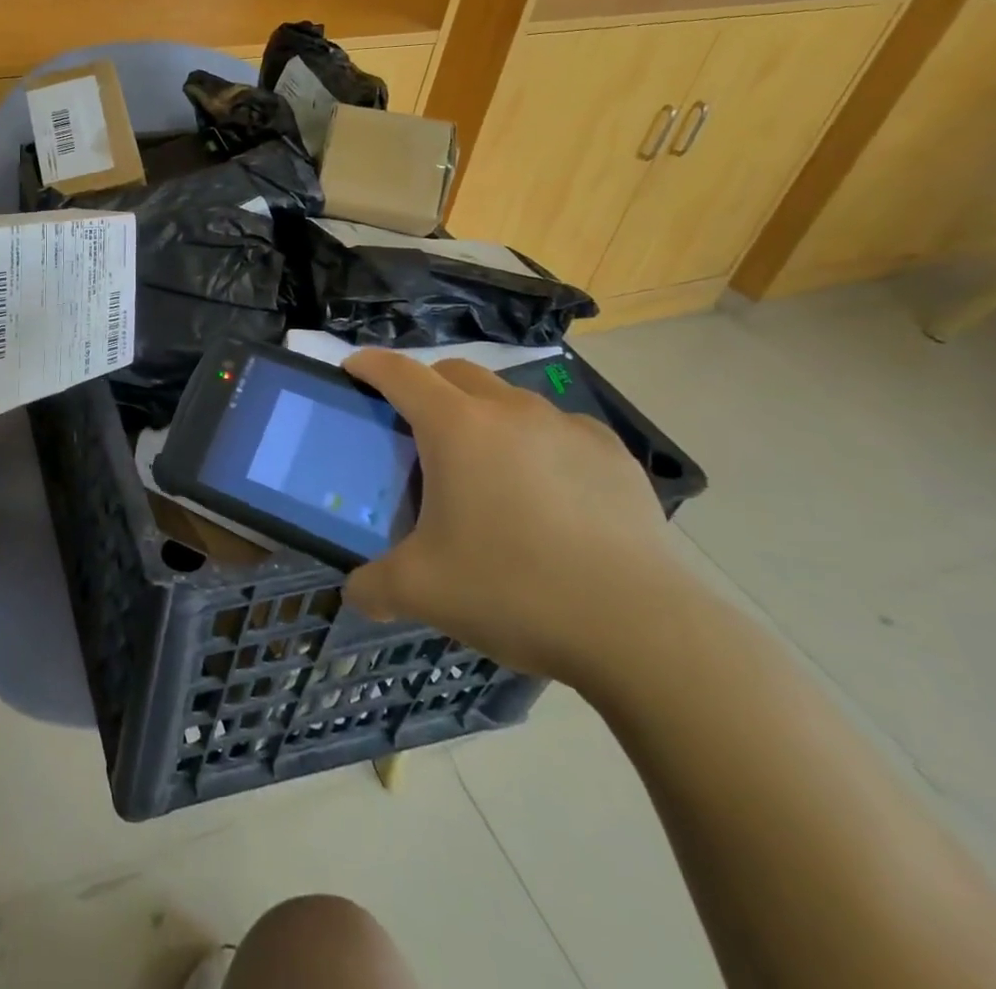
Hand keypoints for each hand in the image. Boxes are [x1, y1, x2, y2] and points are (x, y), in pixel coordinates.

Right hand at [341, 351, 683, 687]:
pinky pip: (559, 429)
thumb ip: (373, 586)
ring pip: (508, 398)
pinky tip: (545, 492)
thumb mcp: (422, 592)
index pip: (399, 373)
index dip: (368, 365)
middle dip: (425, 385)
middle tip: (413, 428)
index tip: (351, 370)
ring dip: (482, 414)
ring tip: (483, 468)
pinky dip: (536, 443)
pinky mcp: (614, 455)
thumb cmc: (514, 591)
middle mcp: (510, 411)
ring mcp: (568, 428)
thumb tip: (356, 592)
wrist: (643, 630)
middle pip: (454, 372)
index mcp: (456, 427)